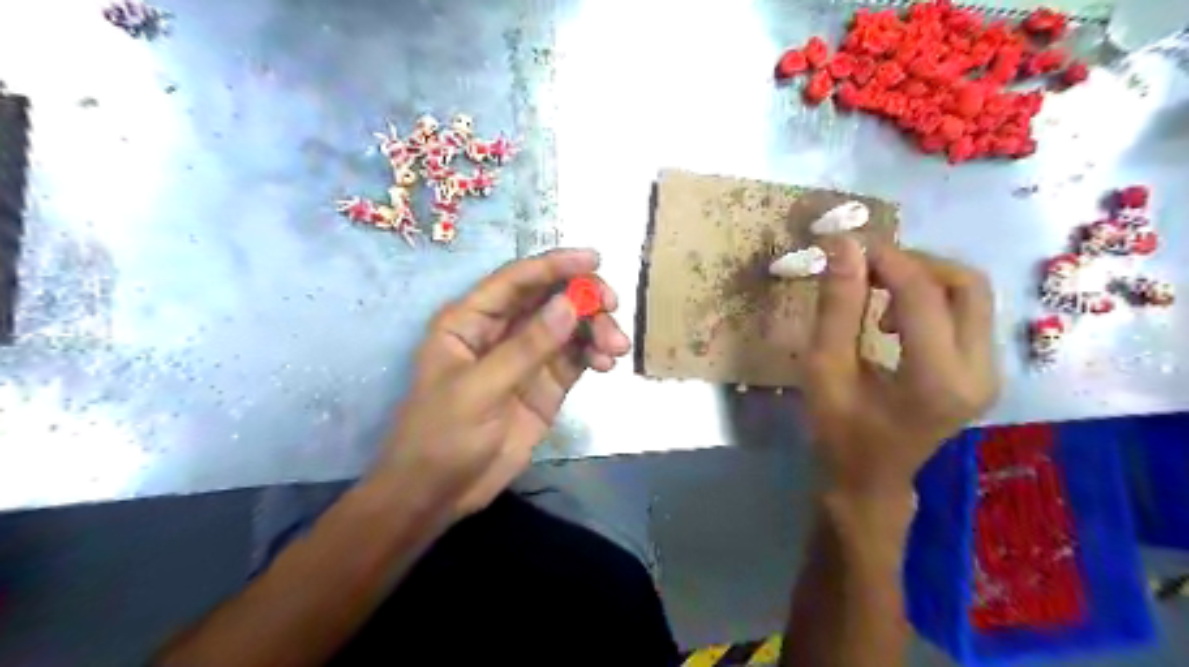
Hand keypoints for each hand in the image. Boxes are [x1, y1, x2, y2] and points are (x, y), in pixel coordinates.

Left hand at [377, 251, 629, 520]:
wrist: (439, 493)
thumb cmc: (442, 436)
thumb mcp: (480, 390)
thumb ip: (527, 347)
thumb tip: (571, 305)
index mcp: (471, 320)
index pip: (516, 280)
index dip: (554, 265)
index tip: (594, 259)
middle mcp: (501, 330)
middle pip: (549, 298)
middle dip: (584, 299)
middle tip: (612, 309)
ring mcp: (526, 357)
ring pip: (569, 326)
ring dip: (596, 329)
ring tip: (614, 350)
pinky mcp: (545, 384)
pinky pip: (576, 357)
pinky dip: (594, 354)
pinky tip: (606, 364)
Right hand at [798, 237, 1001, 498]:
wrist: (870, 480)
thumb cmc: (838, 431)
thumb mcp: (825, 369)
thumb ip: (836, 308)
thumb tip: (844, 245)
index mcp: (937, 381)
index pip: (923, 295)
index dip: (887, 260)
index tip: (848, 246)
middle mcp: (980, 373)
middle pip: (966, 284)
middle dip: (913, 263)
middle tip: (865, 268)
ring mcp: (990, 372)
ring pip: (971, 293)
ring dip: (923, 277)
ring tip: (875, 292)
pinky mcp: (986, 370)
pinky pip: (967, 312)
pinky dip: (930, 296)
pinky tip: (894, 316)